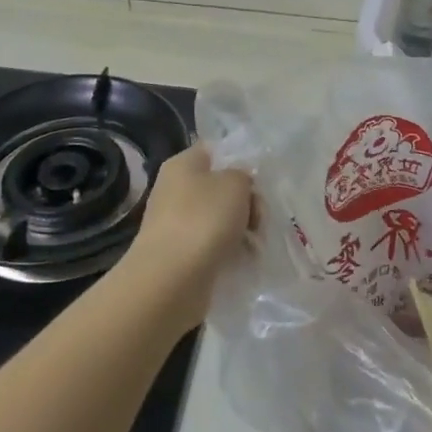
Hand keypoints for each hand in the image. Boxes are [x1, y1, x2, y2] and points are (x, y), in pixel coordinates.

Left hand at [119, 144, 254, 331]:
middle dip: (246, 202)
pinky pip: (212, 246)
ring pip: (219, 219)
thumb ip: (243, 175)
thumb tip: (239, 185)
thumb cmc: (203, 219)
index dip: (239, 162)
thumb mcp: (235, 183)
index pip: (214, 152)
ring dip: (240, 230)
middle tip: (260, 219)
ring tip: (255, 245)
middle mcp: (174, 190)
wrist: (172, 280)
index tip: (259, 182)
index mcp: (182, 164)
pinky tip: (242, 261)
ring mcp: (175, 224)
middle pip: (220, 188)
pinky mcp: (180, 255)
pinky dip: (228, 252)